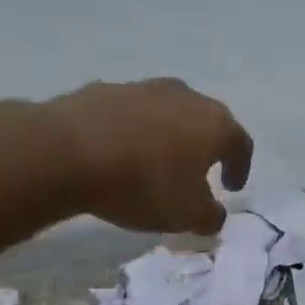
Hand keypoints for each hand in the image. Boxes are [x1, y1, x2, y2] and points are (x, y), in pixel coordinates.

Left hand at [43, 79, 251, 233]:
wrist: (64, 153)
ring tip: (156, 161)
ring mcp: (143, 88)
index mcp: (215, 124)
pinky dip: (132, 130)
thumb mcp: (188, 215)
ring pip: (167, 113)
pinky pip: (130, 113)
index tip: (231, 188)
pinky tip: (118, 152)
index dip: (240, 168)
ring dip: (168, 135)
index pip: (241, 144)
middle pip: (206, 121)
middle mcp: (186, 97)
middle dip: (206, 147)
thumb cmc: (143, 184)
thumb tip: (213, 214)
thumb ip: (211, 217)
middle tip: (199, 172)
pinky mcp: (102, 89)